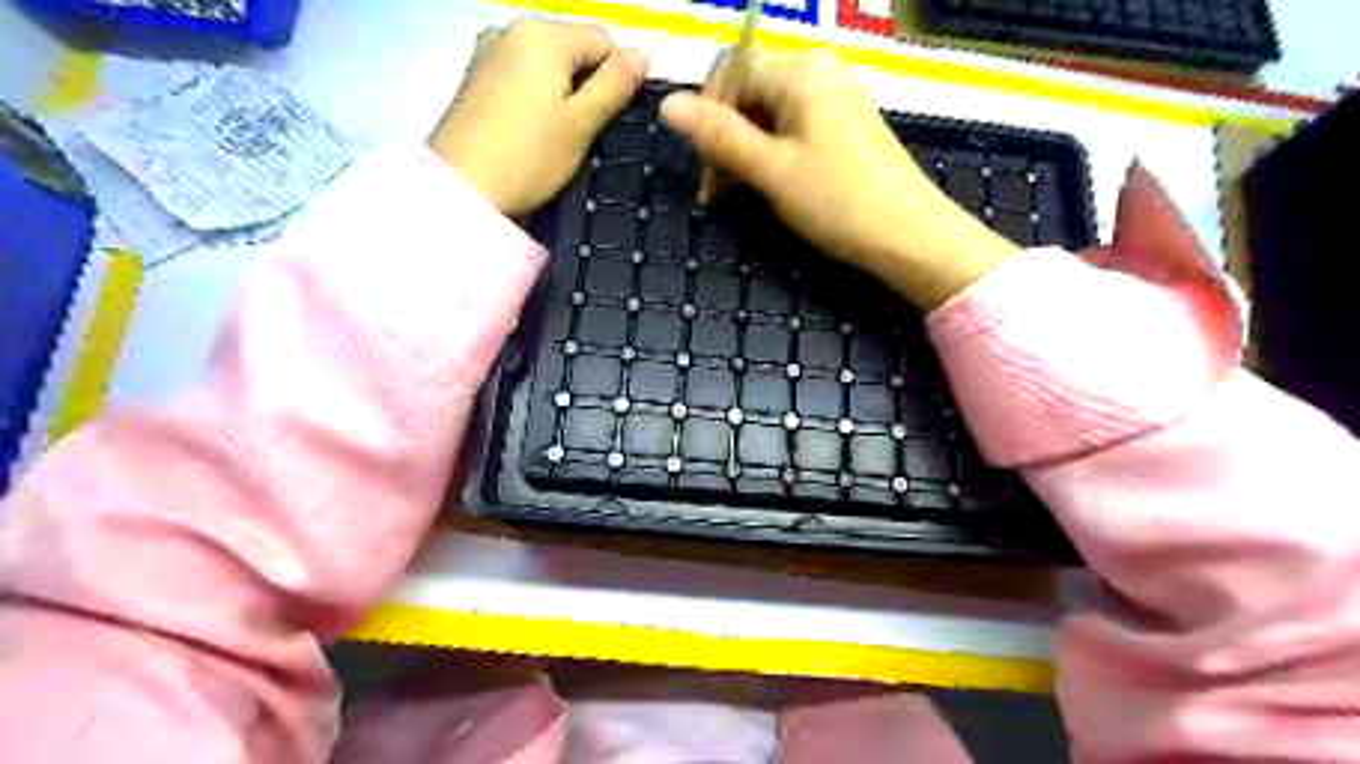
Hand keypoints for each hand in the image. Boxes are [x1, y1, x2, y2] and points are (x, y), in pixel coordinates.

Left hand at [432, 18, 649, 217]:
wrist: (461, 189)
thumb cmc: (529, 158)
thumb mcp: (581, 125)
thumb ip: (614, 86)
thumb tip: (642, 56)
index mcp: (543, 34)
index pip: (604, 41)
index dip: (621, 76)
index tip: (619, 118)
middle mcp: (513, 28)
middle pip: (573, 46)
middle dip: (590, 82)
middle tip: (591, 130)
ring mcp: (489, 50)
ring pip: (548, 62)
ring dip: (565, 90)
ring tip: (564, 133)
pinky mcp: (476, 76)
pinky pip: (523, 73)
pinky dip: (540, 94)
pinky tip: (537, 127)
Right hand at [659, 47, 1018, 311]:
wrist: (911, 237)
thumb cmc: (839, 201)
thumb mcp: (771, 170)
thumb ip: (719, 135)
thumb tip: (667, 103)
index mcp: (800, 70)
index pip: (729, 71)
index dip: (706, 116)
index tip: (703, 169)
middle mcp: (817, 72)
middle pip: (747, 92)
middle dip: (723, 139)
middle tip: (714, 194)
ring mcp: (833, 99)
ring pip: (766, 115)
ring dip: (742, 153)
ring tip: (733, 198)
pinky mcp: (842, 127)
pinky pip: (790, 130)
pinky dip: (769, 157)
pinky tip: (765, 188)